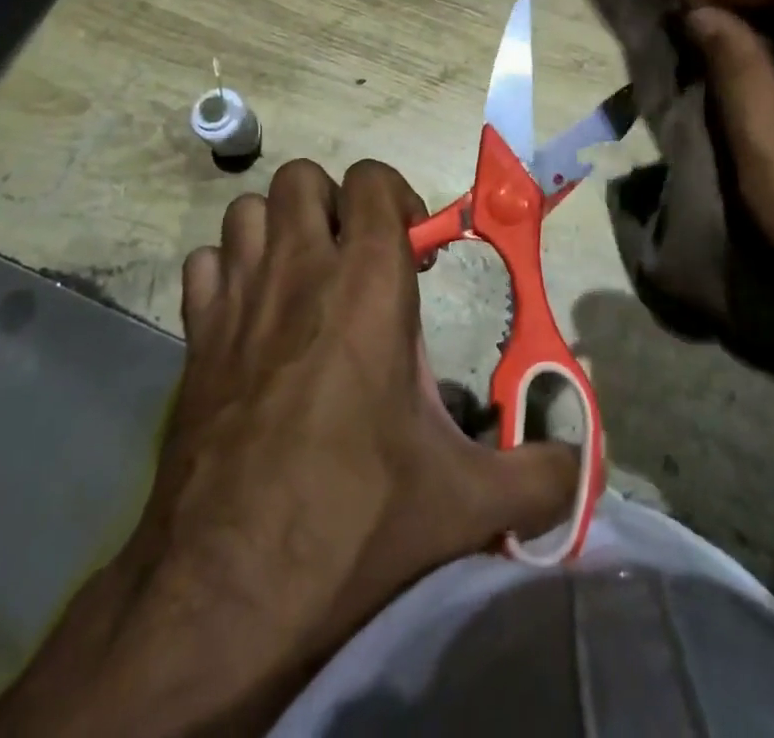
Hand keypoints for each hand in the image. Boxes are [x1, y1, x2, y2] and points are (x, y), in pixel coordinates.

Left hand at [0, 160, 574, 736]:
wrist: (223, 596)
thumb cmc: (352, 521)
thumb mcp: (463, 501)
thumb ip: (538, 476)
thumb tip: (580, 468)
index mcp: (367, 283)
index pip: (374, 180)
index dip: (398, 200)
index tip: (415, 255)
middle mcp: (299, 271)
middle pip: (303, 177)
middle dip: (334, 204)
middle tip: (358, 260)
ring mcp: (237, 299)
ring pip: (249, 210)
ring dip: (279, 229)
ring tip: (305, 280)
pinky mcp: (194, 338)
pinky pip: (206, 266)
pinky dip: (228, 273)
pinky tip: (250, 318)